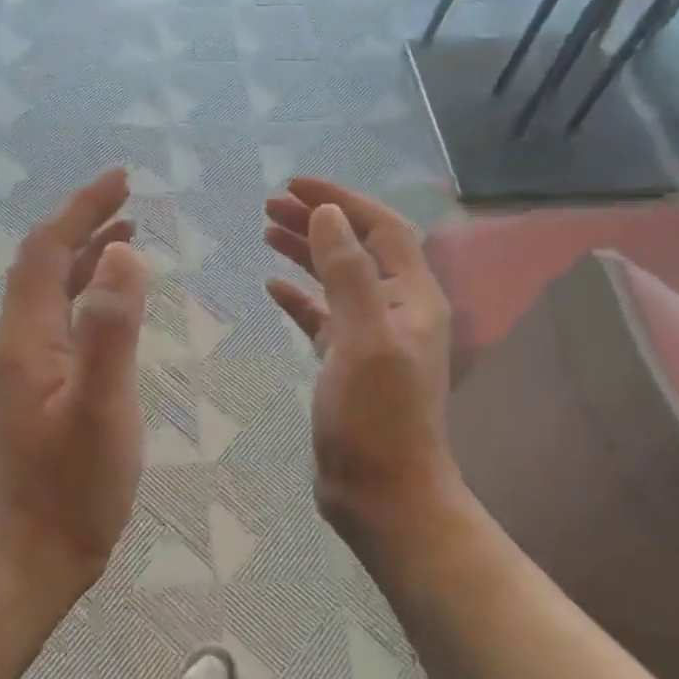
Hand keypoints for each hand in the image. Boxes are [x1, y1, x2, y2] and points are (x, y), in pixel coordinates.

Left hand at [0, 168, 148, 602]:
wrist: (29, 556)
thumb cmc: (70, 488)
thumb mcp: (101, 408)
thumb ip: (111, 331)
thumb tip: (123, 253)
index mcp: (26, 335)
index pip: (47, 249)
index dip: (81, 208)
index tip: (121, 180)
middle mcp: (19, 340)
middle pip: (44, 262)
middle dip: (84, 222)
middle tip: (130, 199)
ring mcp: (27, 366)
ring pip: (53, 291)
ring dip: (87, 256)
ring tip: (129, 235)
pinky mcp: (40, 388)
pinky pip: (63, 320)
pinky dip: (90, 295)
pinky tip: (115, 304)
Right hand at [264, 177, 458, 557]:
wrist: (384, 494)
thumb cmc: (376, 416)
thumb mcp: (363, 338)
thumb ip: (348, 273)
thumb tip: (329, 214)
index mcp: (412, 297)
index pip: (380, 228)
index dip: (341, 200)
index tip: (295, 184)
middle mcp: (396, 309)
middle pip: (357, 248)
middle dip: (317, 221)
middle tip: (269, 204)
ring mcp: (371, 337)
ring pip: (337, 279)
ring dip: (305, 252)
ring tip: (266, 231)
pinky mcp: (347, 364)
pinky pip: (322, 316)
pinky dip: (299, 297)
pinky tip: (272, 287)